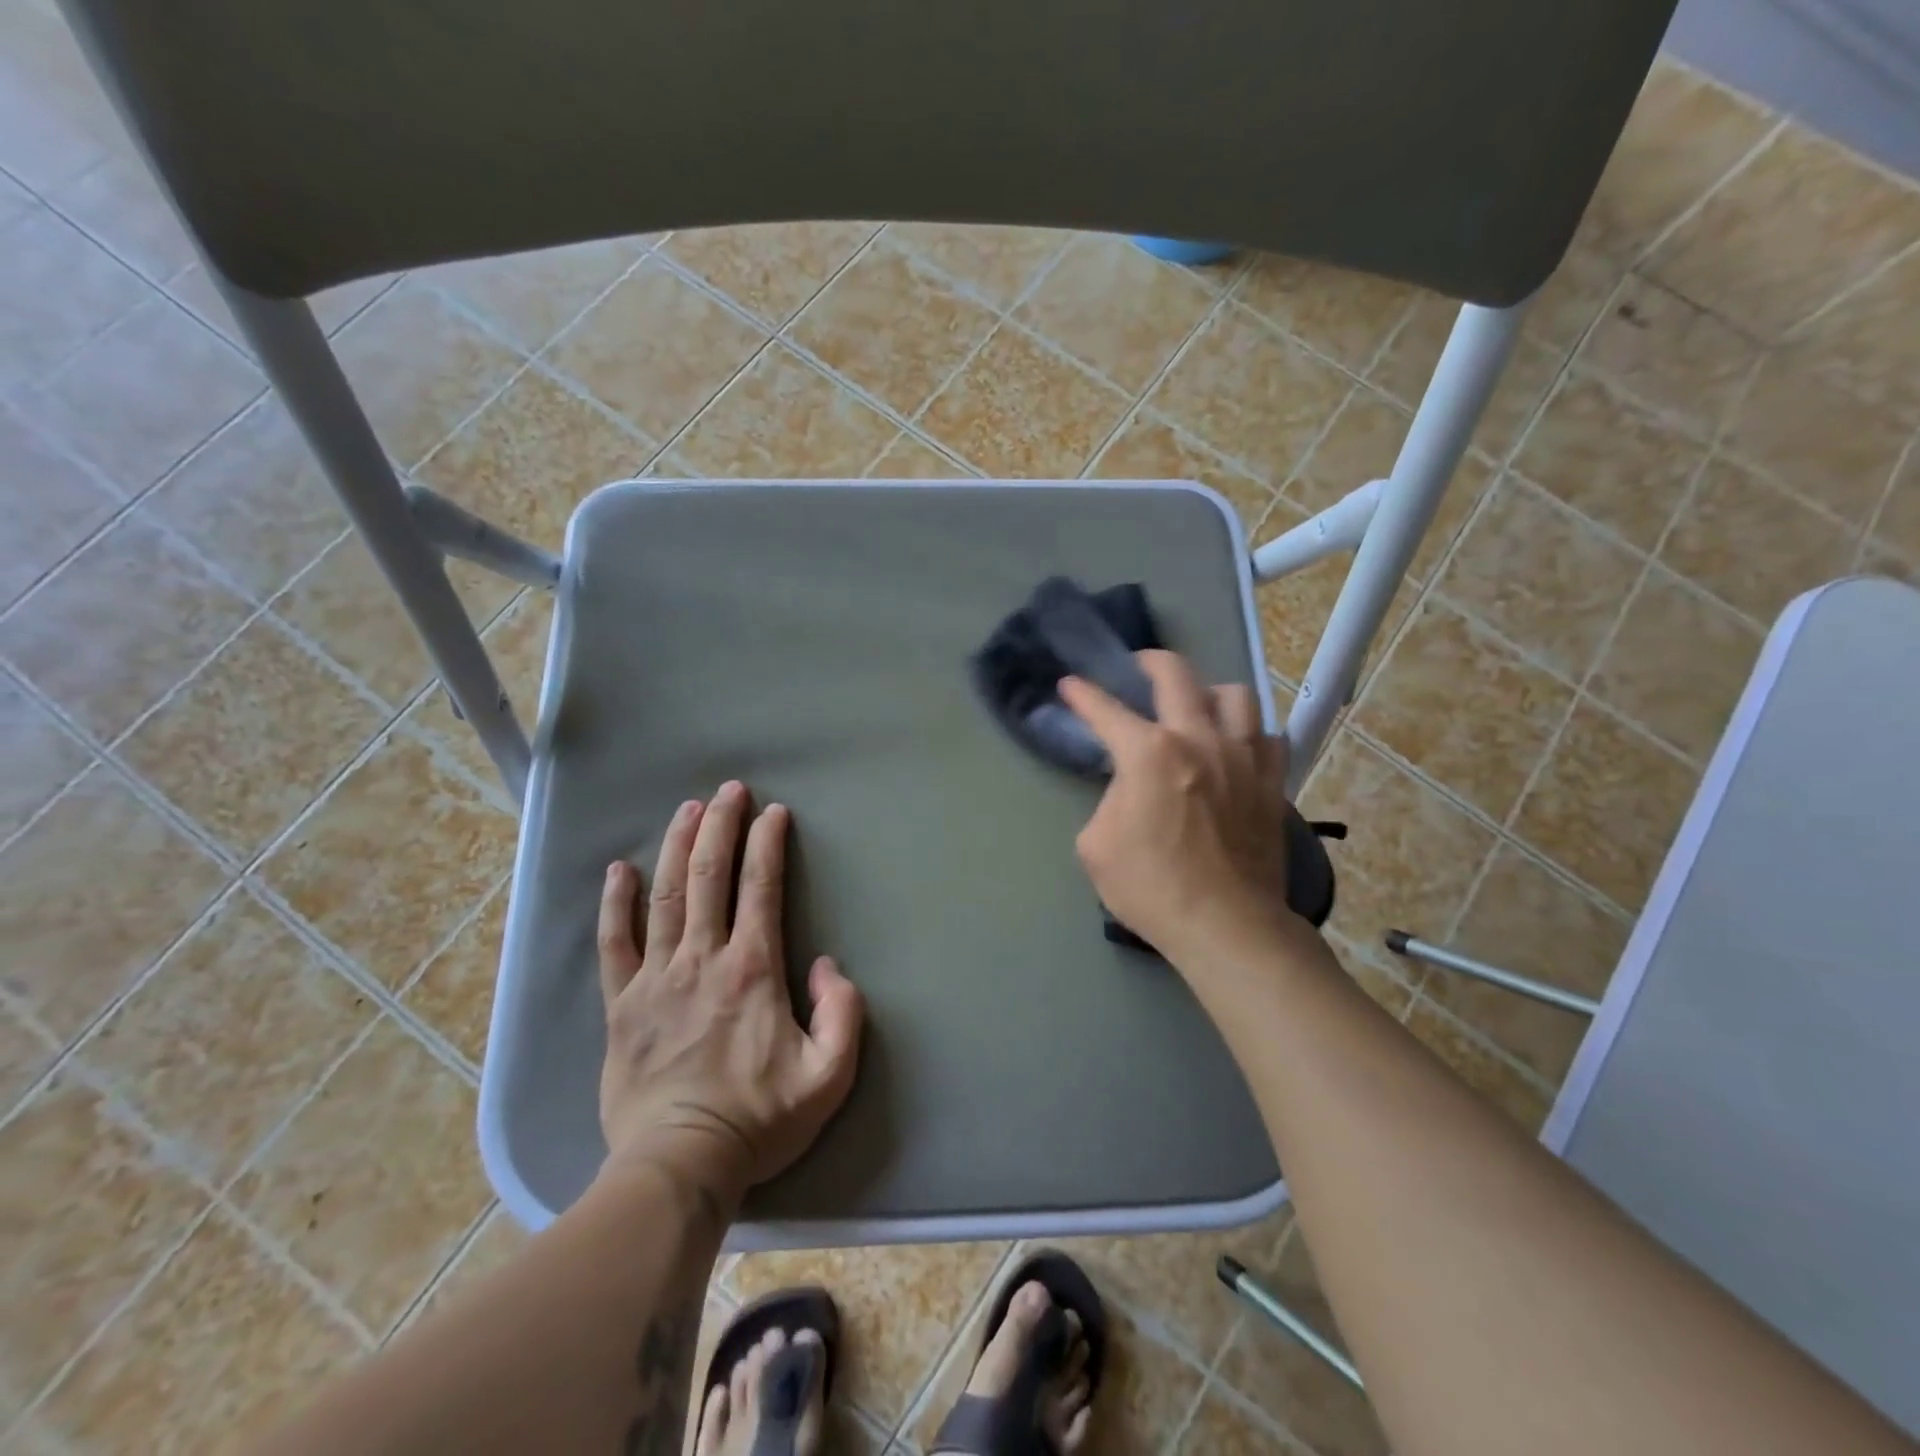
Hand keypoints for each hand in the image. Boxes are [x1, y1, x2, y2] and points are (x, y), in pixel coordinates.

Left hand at [595, 781, 864, 1212]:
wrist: (678, 1167)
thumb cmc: (758, 1120)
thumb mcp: (830, 1075)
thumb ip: (844, 1012)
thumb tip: (825, 964)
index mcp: (752, 969)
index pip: (760, 887)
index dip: (767, 843)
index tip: (773, 813)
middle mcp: (702, 959)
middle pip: (710, 877)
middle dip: (721, 826)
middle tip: (729, 791)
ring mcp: (656, 979)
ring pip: (665, 896)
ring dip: (678, 847)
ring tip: (687, 809)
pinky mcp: (621, 1005)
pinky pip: (614, 944)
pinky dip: (616, 904)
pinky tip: (620, 870)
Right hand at [1060, 651, 1304, 966]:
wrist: (1225, 926)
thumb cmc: (1151, 887)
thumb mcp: (1097, 845)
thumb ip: (1108, 801)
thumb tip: (1128, 789)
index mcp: (1148, 753)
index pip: (1105, 710)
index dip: (1082, 694)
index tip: (1070, 684)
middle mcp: (1199, 739)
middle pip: (1177, 675)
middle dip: (1149, 661)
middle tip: (1137, 668)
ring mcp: (1242, 758)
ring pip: (1235, 695)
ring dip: (1208, 691)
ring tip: (1196, 705)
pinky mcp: (1271, 783)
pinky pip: (1267, 738)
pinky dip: (1248, 733)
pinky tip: (1236, 746)